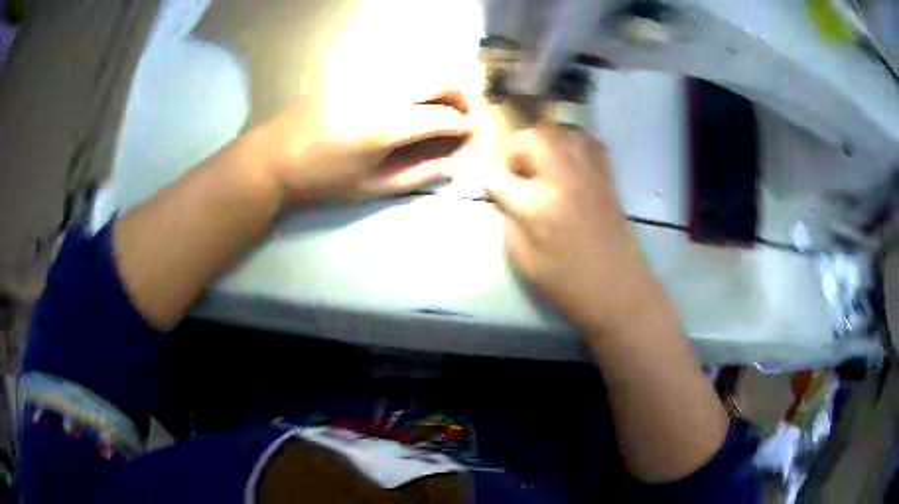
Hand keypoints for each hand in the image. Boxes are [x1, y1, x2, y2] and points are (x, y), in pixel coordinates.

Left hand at [253, 91, 472, 203]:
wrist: (275, 156)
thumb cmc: (322, 179)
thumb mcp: (370, 186)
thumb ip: (415, 176)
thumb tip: (451, 169)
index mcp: (388, 125)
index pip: (444, 116)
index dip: (463, 125)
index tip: (470, 132)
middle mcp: (384, 93)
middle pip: (440, 79)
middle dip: (459, 97)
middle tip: (460, 116)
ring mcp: (368, 78)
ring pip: (420, 71)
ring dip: (437, 87)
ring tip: (436, 109)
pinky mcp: (355, 73)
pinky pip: (397, 72)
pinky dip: (413, 84)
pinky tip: (405, 101)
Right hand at [485, 125, 667, 335]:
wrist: (618, 288)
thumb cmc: (568, 282)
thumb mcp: (524, 260)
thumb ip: (509, 221)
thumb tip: (505, 197)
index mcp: (537, 204)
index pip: (501, 177)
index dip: (492, 184)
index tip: (493, 191)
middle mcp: (563, 177)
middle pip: (533, 137)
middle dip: (517, 149)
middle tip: (517, 172)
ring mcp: (589, 173)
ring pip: (561, 132)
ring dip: (544, 142)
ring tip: (542, 165)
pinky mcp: (607, 176)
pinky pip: (589, 142)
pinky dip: (574, 144)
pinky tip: (570, 162)